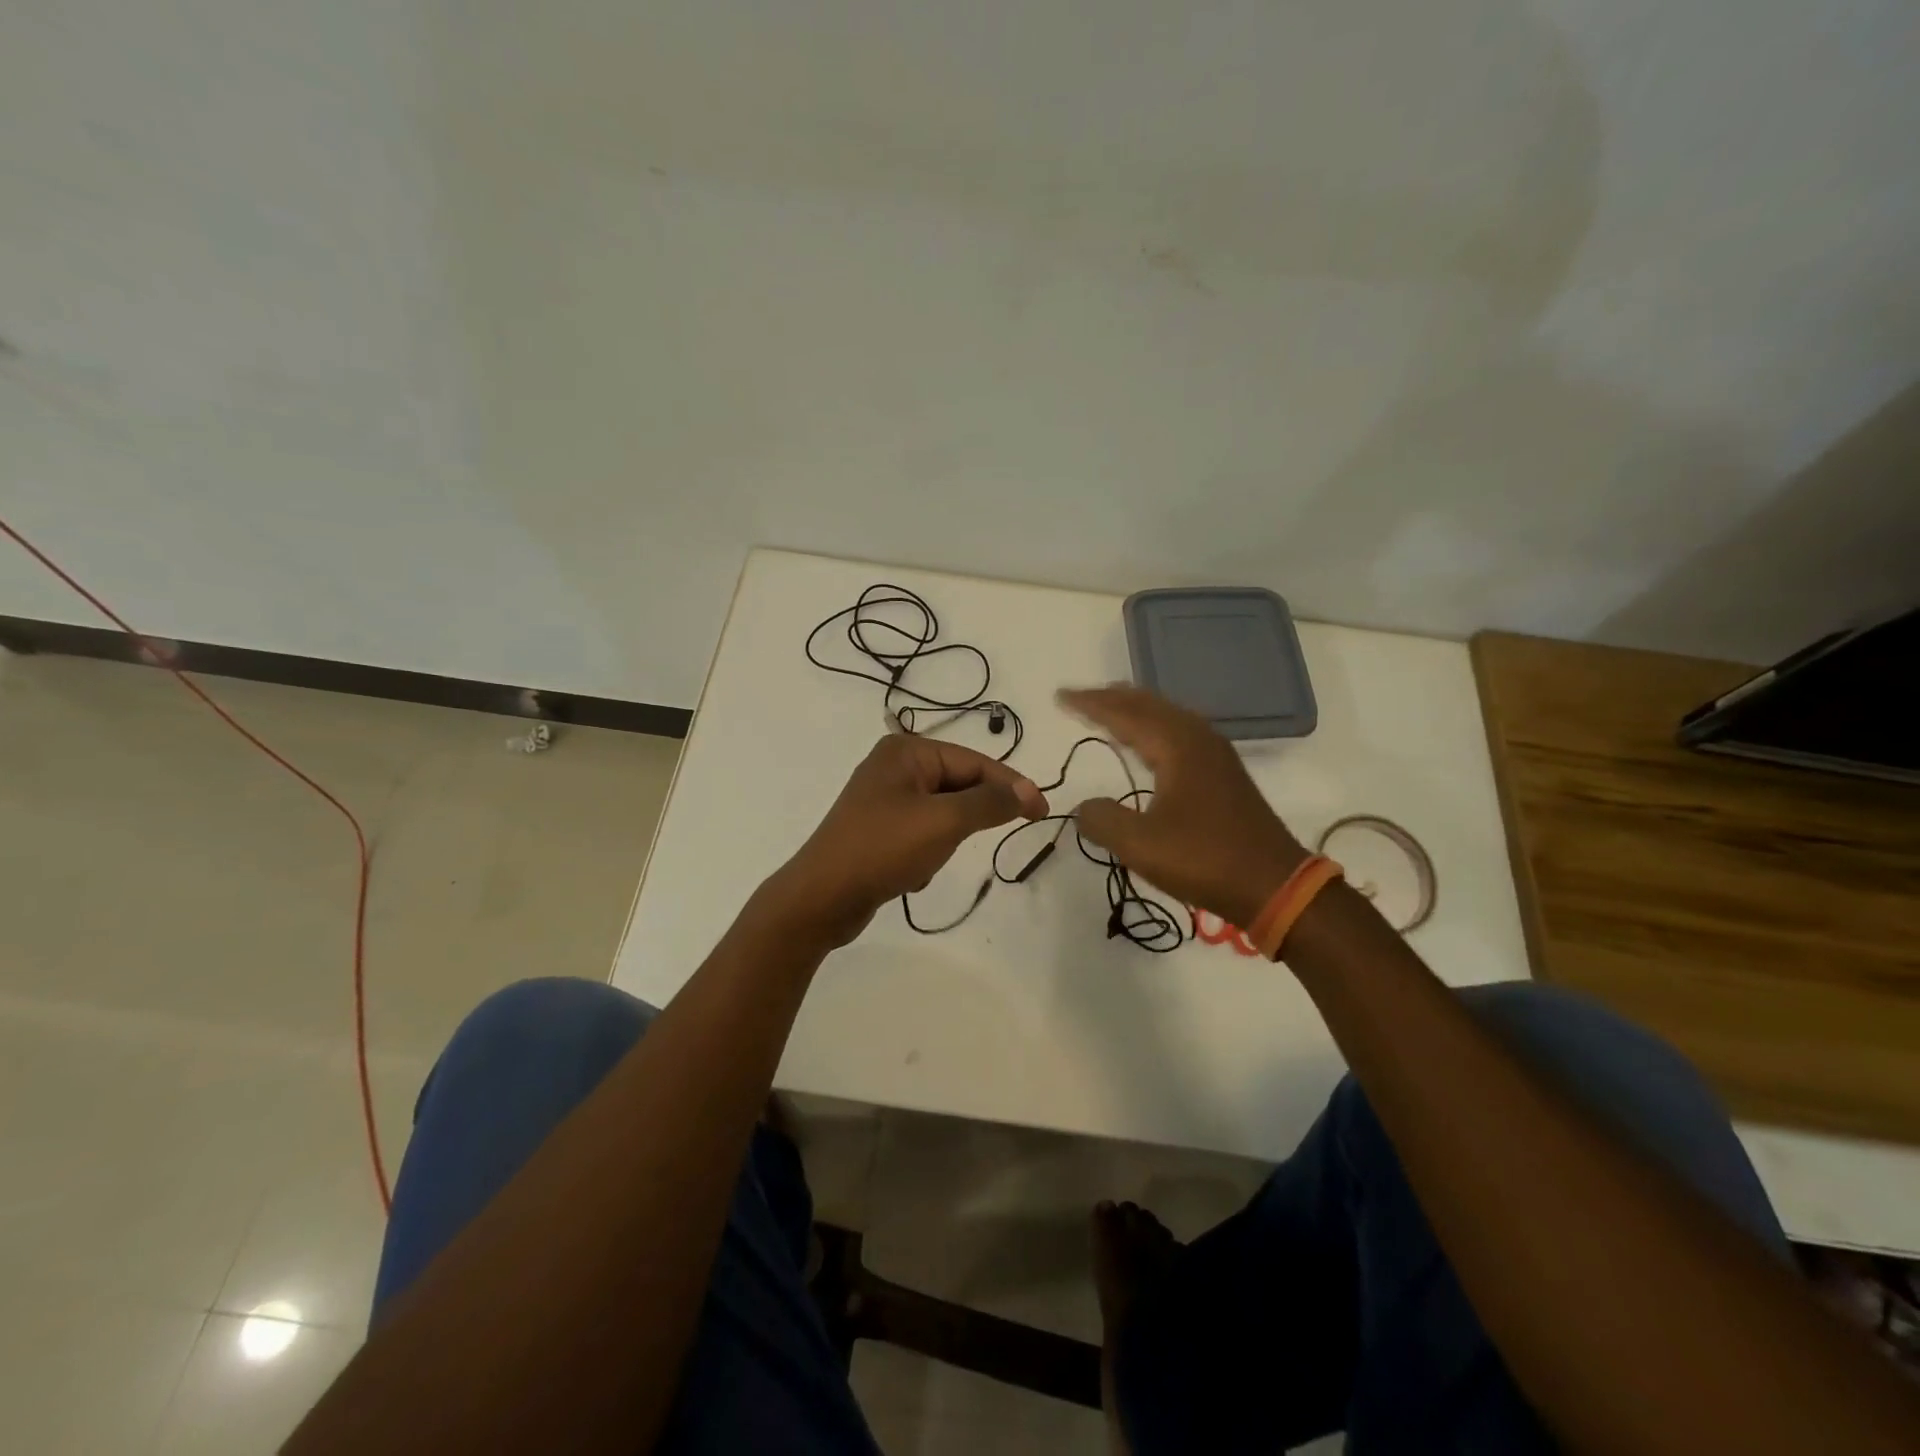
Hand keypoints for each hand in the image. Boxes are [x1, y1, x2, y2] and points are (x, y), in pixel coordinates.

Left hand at [771, 734, 1048, 947]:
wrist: (821, 899)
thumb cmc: (883, 849)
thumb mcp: (944, 822)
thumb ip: (990, 802)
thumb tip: (1027, 789)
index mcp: (906, 751)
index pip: (974, 762)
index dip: (1012, 785)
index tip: (1043, 812)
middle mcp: (894, 767)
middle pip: (959, 784)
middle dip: (970, 818)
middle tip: (986, 839)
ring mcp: (884, 799)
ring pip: (943, 813)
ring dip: (946, 840)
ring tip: (928, 860)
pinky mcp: (878, 829)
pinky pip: (922, 833)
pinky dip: (927, 853)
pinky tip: (910, 873)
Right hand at [1058, 685, 1306, 928]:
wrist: (1273, 885)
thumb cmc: (1204, 860)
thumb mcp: (1140, 845)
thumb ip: (1102, 820)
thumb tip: (1085, 807)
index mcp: (1177, 746)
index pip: (1124, 714)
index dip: (1090, 704)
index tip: (1060, 696)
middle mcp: (1197, 739)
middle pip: (1148, 705)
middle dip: (1112, 699)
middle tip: (1080, 697)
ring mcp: (1215, 755)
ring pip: (1168, 716)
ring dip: (1135, 710)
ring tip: (1110, 709)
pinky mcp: (1223, 773)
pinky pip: (1180, 733)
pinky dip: (1155, 727)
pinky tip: (1151, 742)